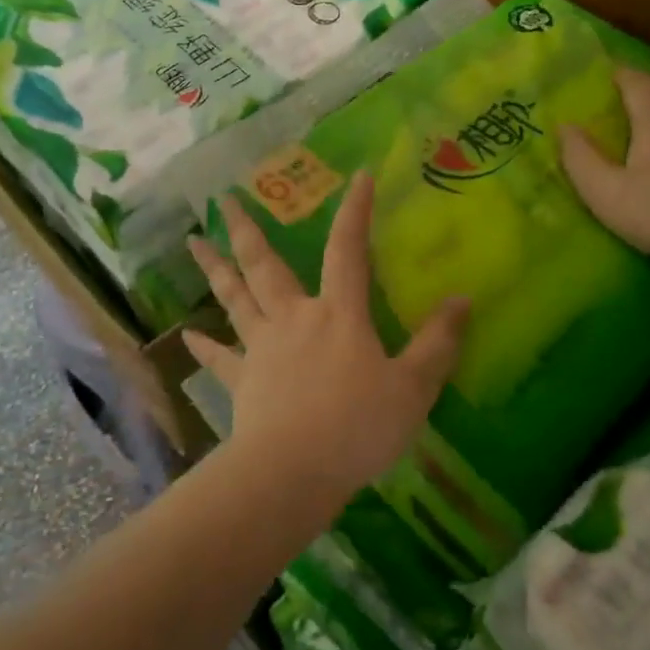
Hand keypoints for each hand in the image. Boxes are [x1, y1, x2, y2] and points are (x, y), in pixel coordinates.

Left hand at [184, 171, 467, 505]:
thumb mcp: (413, 388)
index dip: (355, 212)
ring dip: (215, 269)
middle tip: (221, 198)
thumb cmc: (357, 427)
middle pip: (265, 265)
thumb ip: (438, 344)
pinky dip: (203, 346)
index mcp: (339, 315)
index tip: (358, 175)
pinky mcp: (242, 382)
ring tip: (192, 242)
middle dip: (246, 229)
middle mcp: (294, 319)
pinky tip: (187, 335)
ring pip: (235, 299)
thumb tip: (463, 300)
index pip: (349, 251)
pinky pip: (219, 359)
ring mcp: (261, 349)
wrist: (293, 473)